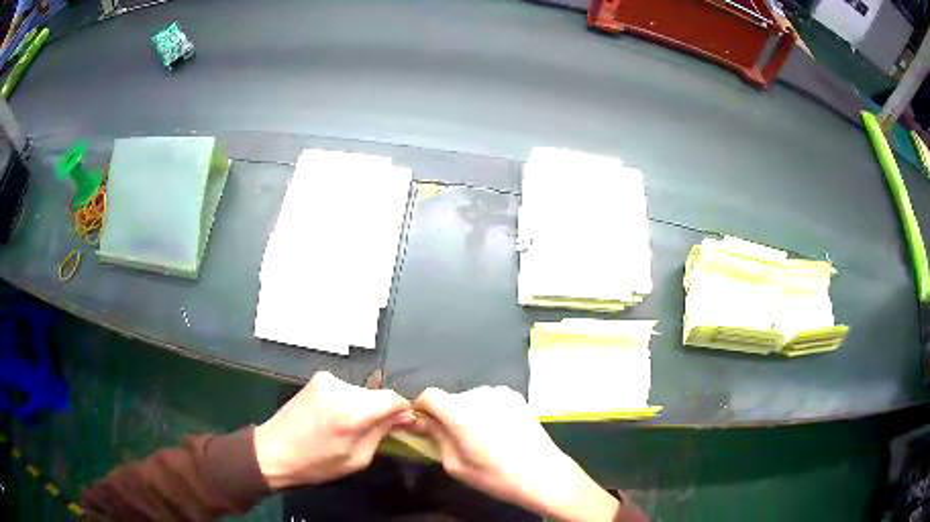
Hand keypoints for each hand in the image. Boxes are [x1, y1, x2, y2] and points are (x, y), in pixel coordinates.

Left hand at [254, 371, 413, 488]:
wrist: (273, 450)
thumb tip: (405, 416)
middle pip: (377, 393)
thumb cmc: (317, 463)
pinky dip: (349, 401)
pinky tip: (336, 417)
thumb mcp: (357, 458)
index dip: (403, 410)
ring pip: (362, 391)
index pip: (393, 398)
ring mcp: (326, 379)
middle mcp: (340, 387)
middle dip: (381, 410)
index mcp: (352, 411)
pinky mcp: (317, 378)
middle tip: (375, 431)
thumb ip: (382, 433)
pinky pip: (346, 389)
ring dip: (364, 406)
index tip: (404, 423)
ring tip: (350, 426)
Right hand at [412, 386, 621, 521]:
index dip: (421, 409)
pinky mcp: (516, 397)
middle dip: (446, 415)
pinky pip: (489, 400)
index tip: (424, 426)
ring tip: (481, 438)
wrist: (542, 474)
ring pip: (470, 399)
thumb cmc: (494, 476)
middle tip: (456, 440)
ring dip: (467, 413)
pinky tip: (499, 431)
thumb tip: (420, 421)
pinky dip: (486, 411)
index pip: (428, 395)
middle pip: (450, 398)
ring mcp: (500, 392)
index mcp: (458, 410)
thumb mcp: (455, 464)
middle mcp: (478, 393)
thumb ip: (434, 437)